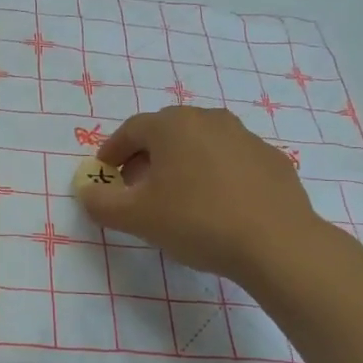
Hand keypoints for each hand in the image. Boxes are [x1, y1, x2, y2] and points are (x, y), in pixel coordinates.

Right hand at [76, 107, 324, 284]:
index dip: (112, 151)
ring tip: (176, 197)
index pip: (131, 130)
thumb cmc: (197, 221)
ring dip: (182, 164)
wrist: (277, 243)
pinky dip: (215, 175)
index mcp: (173, 126)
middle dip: (146, 156)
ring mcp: (246, 137)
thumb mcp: (137, 218)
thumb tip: (86, 192)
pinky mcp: (272, 160)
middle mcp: (210, 119)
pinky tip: (216, 205)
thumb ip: (102, 204)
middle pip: (167, 132)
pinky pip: (231, 161)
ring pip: (201, 144)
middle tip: (136, 186)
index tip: (104, 173)